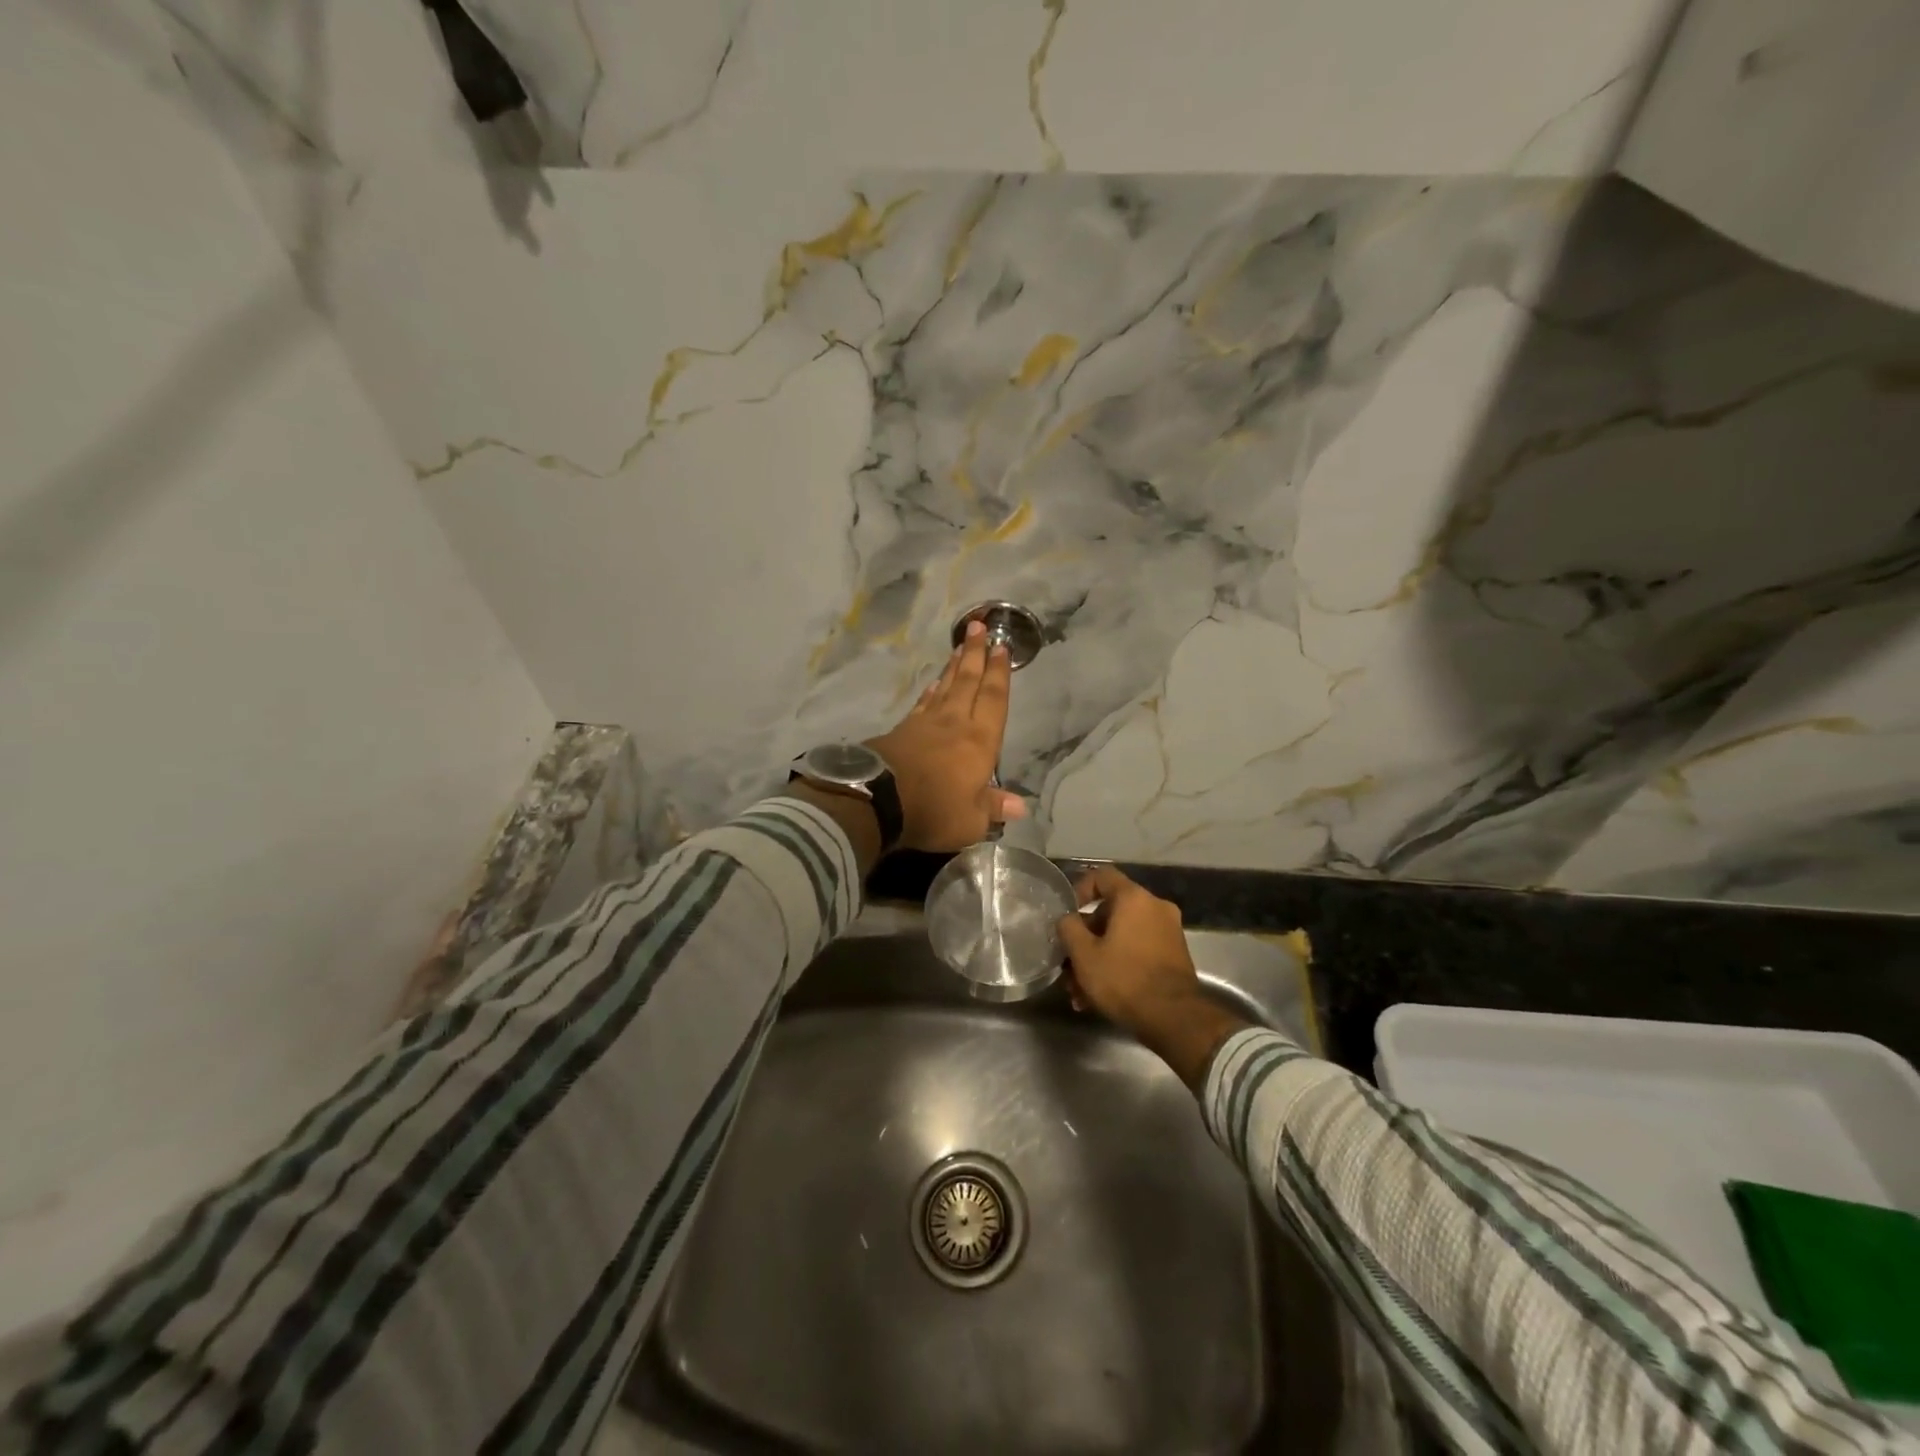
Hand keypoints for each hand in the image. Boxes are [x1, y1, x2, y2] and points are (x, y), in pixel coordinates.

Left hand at [867, 621, 1027, 851]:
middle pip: (968, 682)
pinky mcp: (901, 731)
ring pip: (945, 688)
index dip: (999, 674)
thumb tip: (1020, 806)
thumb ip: (993, 808)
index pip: (994, 700)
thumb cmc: (933, 811)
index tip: (1001, 647)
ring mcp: (925, 725)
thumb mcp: (971, 821)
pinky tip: (933, 685)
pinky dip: (930, 692)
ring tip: (960, 648)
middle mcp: (955, 724)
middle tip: (978, 625)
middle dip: (975, 654)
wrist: (876, 801)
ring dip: (954, 667)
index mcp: (980, 742)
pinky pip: (922, 704)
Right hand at [1057, 866, 1247, 1090]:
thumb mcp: (1084, 954)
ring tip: (1080, 992)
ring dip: (1099, 958)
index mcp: (1134, 898)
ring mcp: (1168, 931)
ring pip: (1122, 936)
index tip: (1068, 915)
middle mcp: (1155, 907)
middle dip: (1086, 939)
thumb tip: (1068, 919)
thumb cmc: (1124, 979)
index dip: (1079, 890)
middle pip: (1111, 912)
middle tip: (1069, 964)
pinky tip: (1099, 997)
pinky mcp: (1174, 955)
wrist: (1174, 1018)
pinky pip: (1138, 950)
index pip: (1102, 876)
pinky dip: (1118, 964)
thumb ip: (1069, 928)